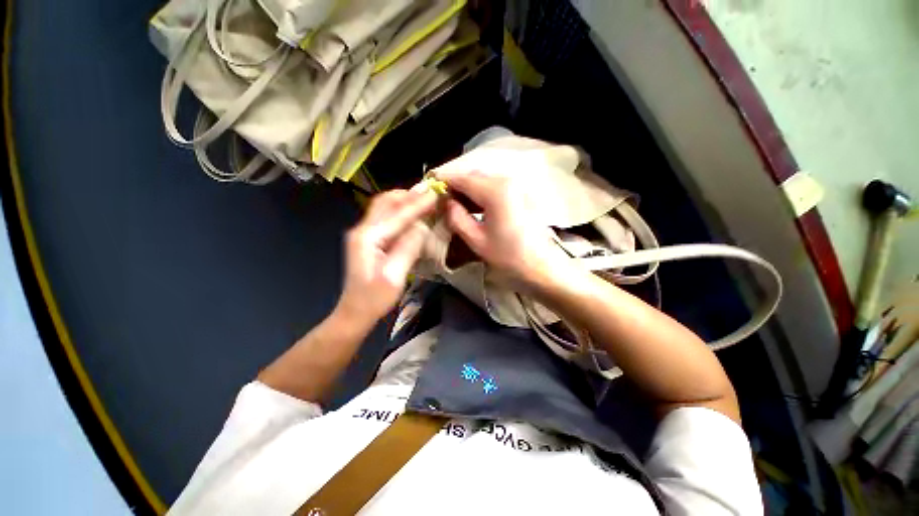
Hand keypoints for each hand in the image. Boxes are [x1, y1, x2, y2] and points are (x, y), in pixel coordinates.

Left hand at [336, 187, 435, 326]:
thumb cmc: (374, 299)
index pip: (398, 214)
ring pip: (384, 206)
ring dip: (404, 200)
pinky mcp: (368, 240)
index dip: (419, 203)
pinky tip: (413, 213)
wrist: (355, 312)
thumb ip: (408, 248)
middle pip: (386, 201)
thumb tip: (423, 226)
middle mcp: (363, 229)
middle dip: (409, 194)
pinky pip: (385, 217)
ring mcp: (363, 233)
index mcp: (368, 237)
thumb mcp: (394, 276)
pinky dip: (400, 211)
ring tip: (424, 198)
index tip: (437, 193)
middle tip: (431, 191)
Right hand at [435, 168, 569, 290]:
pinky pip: (495, 188)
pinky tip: (474, 209)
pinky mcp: (521, 195)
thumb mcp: (477, 240)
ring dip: (468, 191)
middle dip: (455, 186)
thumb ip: (457, 217)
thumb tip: (446, 202)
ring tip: (455, 207)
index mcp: (495, 191)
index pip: (461, 178)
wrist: (543, 269)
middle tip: (441, 202)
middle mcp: (507, 181)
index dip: (443, 182)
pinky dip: (481, 195)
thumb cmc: (509, 257)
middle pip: (473, 176)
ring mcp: (516, 187)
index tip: (429, 191)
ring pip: (484, 181)